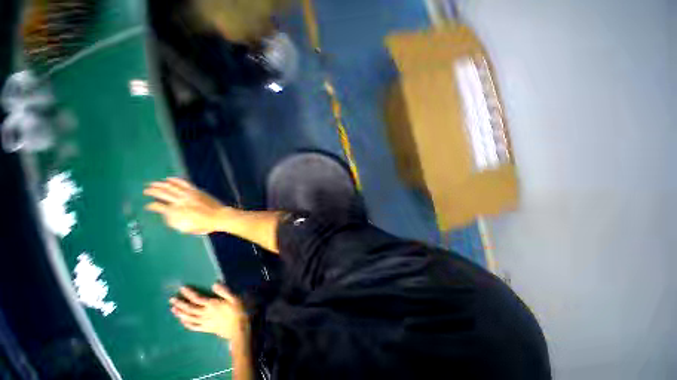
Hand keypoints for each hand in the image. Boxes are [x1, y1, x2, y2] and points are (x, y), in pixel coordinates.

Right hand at [144, 178, 226, 233]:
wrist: (219, 216)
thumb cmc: (203, 225)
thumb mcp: (186, 228)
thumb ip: (174, 222)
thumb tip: (167, 216)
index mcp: (176, 212)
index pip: (158, 207)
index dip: (151, 206)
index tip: (148, 206)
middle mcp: (180, 201)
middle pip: (163, 193)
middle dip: (152, 191)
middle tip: (146, 190)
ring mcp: (188, 194)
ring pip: (171, 186)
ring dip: (160, 184)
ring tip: (153, 183)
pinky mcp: (196, 191)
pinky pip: (184, 183)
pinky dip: (175, 180)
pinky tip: (169, 178)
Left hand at [170, 284, 248, 341]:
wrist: (238, 329)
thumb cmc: (238, 311)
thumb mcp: (235, 298)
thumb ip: (224, 291)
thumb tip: (214, 284)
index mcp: (212, 305)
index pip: (197, 298)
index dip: (189, 293)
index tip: (182, 288)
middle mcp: (205, 313)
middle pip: (190, 309)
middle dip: (180, 304)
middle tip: (172, 299)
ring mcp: (204, 322)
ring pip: (189, 318)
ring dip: (180, 313)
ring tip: (173, 309)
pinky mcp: (206, 329)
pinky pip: (194, 326)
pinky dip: (187, 324)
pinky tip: (182, 321)